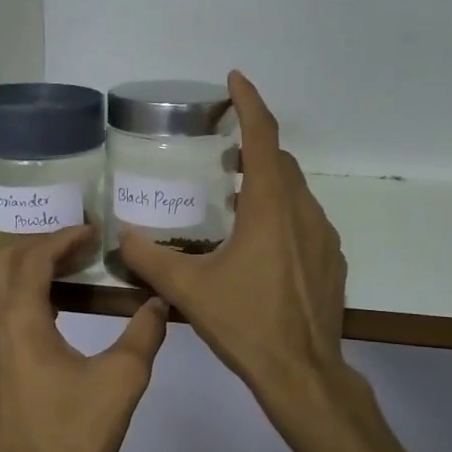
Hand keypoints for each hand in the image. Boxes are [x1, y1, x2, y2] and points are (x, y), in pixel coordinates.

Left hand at [0, 225, 168, 451]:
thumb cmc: (72, 438)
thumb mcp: (121, 382)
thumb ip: (143, 335)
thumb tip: (159, 302)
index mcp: (19, 322)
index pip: (33, 259)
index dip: (63, 238)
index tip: (93, 232)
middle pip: (4, 264)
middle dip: (40, 246)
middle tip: (80, 246)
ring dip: (28, 272)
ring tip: (70, 273)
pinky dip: (22, 299)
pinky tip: (55, 317)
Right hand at [120, 72, 347, 423]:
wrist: (303, 373)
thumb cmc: (245, 324)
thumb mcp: (188, 291)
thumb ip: (149, 259)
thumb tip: (120, 236)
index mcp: (270, 207)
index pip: (264, 137)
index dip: (250, 102)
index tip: (236, 79)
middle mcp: (303, 212)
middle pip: (281, 162)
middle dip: (254, 145)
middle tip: (223, 149)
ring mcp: (324, 238)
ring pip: (296, 192)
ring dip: (268, 182)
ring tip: (235, 197)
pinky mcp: (331, 262)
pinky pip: (306, 221)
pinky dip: (282, 213)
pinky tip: (261, 242)